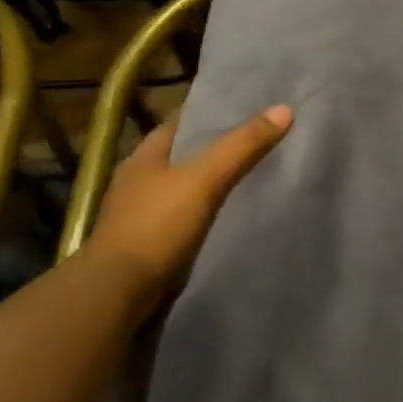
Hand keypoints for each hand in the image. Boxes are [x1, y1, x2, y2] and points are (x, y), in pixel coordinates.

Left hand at [84, 105, 292, 299]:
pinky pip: (186, 218)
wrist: (118, 294)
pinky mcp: (151, 245)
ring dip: (210, 183)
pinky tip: (230, 216)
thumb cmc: (156, 226)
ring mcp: (142, 216)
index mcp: (144, 157)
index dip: (210, 112)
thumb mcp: (204, 179)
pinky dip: (206, 213)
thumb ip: (242, 146)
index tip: (245, 107)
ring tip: (252, 175)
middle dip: (215, 148)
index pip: (180, 122)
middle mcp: (139, 181)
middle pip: (183, 155)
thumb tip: (284, 109)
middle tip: (258, 140)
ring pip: (185, 188)